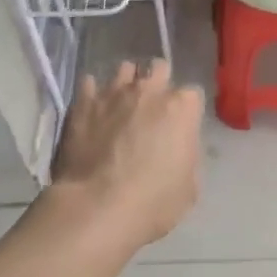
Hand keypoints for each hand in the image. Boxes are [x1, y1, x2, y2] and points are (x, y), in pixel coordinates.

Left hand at [48, 61, 202, 251]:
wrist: (96, 207)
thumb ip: (186, 156)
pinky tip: (93, 110)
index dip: (186, 111)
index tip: (180, 127)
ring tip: (121, 104)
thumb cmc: (152, 202)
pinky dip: (94, 94)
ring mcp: (114, 92)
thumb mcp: (188, 188)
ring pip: (124, 69)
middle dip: (159, 83)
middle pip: (159, 68)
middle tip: (152, 108)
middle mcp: (150, 90)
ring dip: (127, 83)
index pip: (192, 95)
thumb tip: (177, 148)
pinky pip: (90, 83)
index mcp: (181, 108)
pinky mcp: (84, 102)